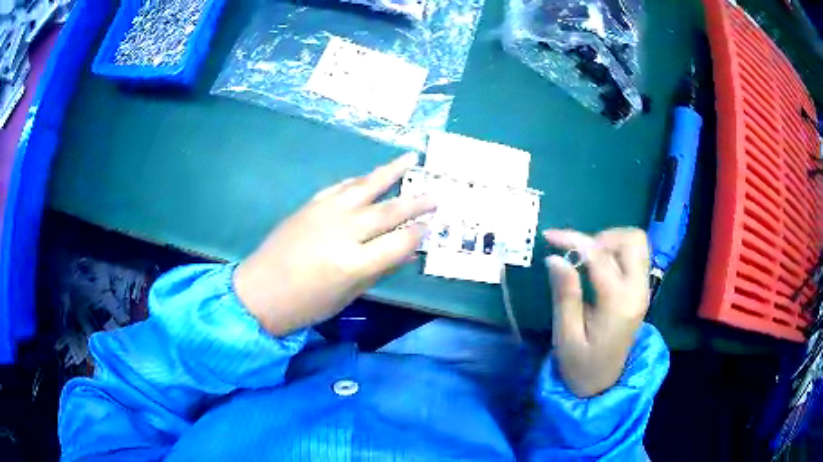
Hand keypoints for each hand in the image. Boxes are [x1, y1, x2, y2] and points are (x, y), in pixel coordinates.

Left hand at [234, 154, 433, 335]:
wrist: (259, 292)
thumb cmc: (305, 305)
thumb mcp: (347, 295)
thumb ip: (378, 270)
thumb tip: (405, 251)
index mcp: (354, 263)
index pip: (399, 242)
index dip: (418, 234)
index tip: (430, 227)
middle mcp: (343, 231)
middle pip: (388, 211)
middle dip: (415, 202)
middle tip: (435, 194)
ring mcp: (325, 213)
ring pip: (366, 187)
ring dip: (391, 172)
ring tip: (411, 159)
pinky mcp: (311, 204)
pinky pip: (341, 186)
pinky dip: (360, 180)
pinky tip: (371, 176)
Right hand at [543, 228, 650, 397]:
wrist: (603, 384)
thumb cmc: (580, 365)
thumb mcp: (566, 336)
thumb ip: (565, 295)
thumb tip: (555, 259)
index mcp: (618, 304)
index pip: (600, 257)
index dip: (573, 240)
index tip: (549, 237)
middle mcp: (637, 291)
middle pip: (633, 240)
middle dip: (602, 237)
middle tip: (578, 253)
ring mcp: (643, 290)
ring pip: (637, 244)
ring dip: (611, 242)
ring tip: (587, 259)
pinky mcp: (641, 291)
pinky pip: (636, 256)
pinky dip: (617, 251)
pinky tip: (598, 266)